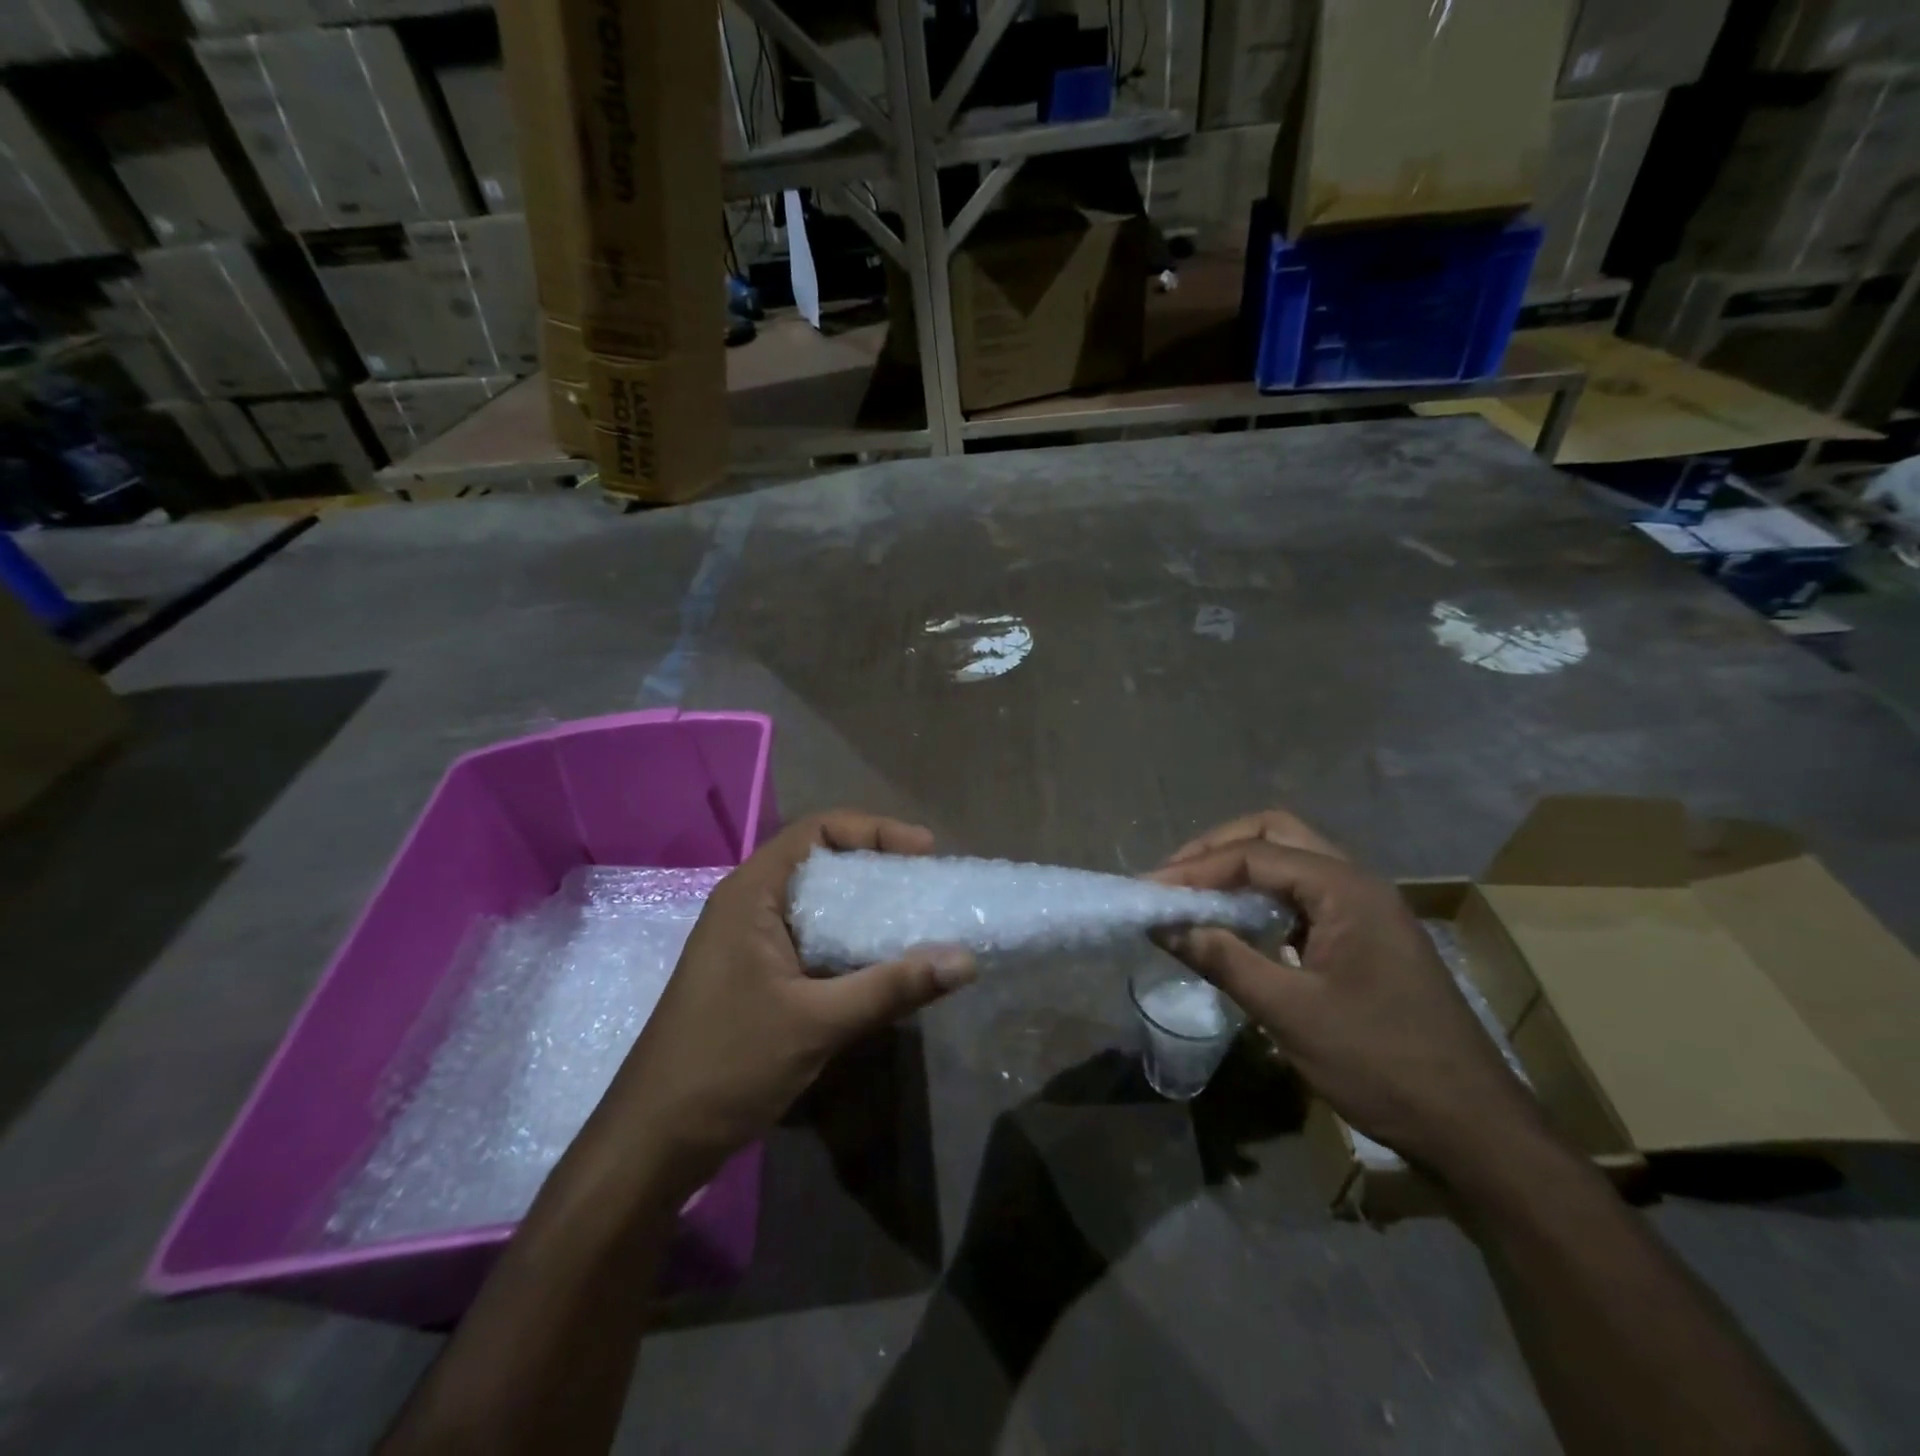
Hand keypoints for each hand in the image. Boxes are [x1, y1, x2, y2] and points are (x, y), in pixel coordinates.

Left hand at [593, 812, 975, 1192]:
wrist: (653, 1142)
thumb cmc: (727, 1065)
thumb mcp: (817, 1023)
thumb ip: (892, 987)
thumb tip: (966, 960)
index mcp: (751, 894)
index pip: (818, 830)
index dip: (874, 830)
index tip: (925, 852)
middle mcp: (749, 906)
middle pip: (821, 863)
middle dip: (878, 869)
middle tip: (929, 885)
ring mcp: (750, 943)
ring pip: (819, 905)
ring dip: (867, 909)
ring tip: (919, 920)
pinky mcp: (756, 976)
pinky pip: (813, 941)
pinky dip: (851, 943)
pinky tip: (885, 965)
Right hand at [1152, 810, 1546, 1177]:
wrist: (1475, 1130)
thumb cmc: (1381, 1064)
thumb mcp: (1290, 1012)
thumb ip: (1222, 959)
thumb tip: (1162, 925)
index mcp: (1345, 889)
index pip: (1254, 855)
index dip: (1195, 869)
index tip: (1148, 891)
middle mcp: (1358, 883)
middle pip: (1276, 834)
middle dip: (1218, 849)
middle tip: (1173, 879)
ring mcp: (1365, 910)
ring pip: (1291, 862)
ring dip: (1239, 870)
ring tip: (1192, 896)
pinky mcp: (1365, 938)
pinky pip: (1303, 896)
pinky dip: (1261, 898)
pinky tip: (1236, 927)